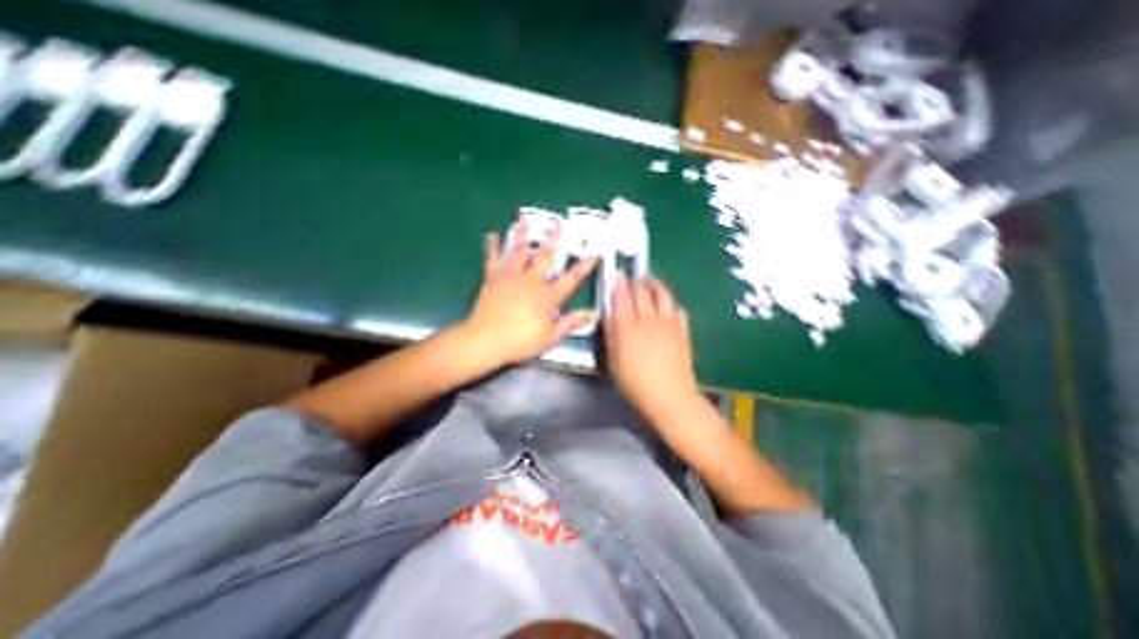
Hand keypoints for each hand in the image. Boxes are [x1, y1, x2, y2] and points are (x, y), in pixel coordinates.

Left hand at [462, 220, 604, 365]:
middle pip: (545, 257)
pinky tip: (492, 235)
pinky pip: (493, 259)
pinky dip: (493, 246)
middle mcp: (531, 281)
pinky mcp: (493, 278)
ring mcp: (511, 277)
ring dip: (523, 235)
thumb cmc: (519, 341)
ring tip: (524, 220)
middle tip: (559, 224)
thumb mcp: (549, 338)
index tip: (593, 256)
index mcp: (547, 296)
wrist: (485, 340)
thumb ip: (569, 324)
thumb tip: (589, 315)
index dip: (583, 268)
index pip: (570, 279)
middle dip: (553, 240)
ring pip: (519, 251)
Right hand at [599, 275, 698, 418]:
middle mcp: (649, 319)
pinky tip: (667, 304)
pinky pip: (677, 308)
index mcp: (628, 327)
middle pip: (642, 292)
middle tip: (631, 278)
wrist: (669, 395)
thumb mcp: (614, 361)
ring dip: (655, 284)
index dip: (618, 283)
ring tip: (650, 281)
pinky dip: (670, 302)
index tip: (616, 273)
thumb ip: (612, 335)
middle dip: (635, 281)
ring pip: (663, 295)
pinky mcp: (682, 330)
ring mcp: (669, 323)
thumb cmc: (635, 383)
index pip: (622, 297)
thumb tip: (610, 315)